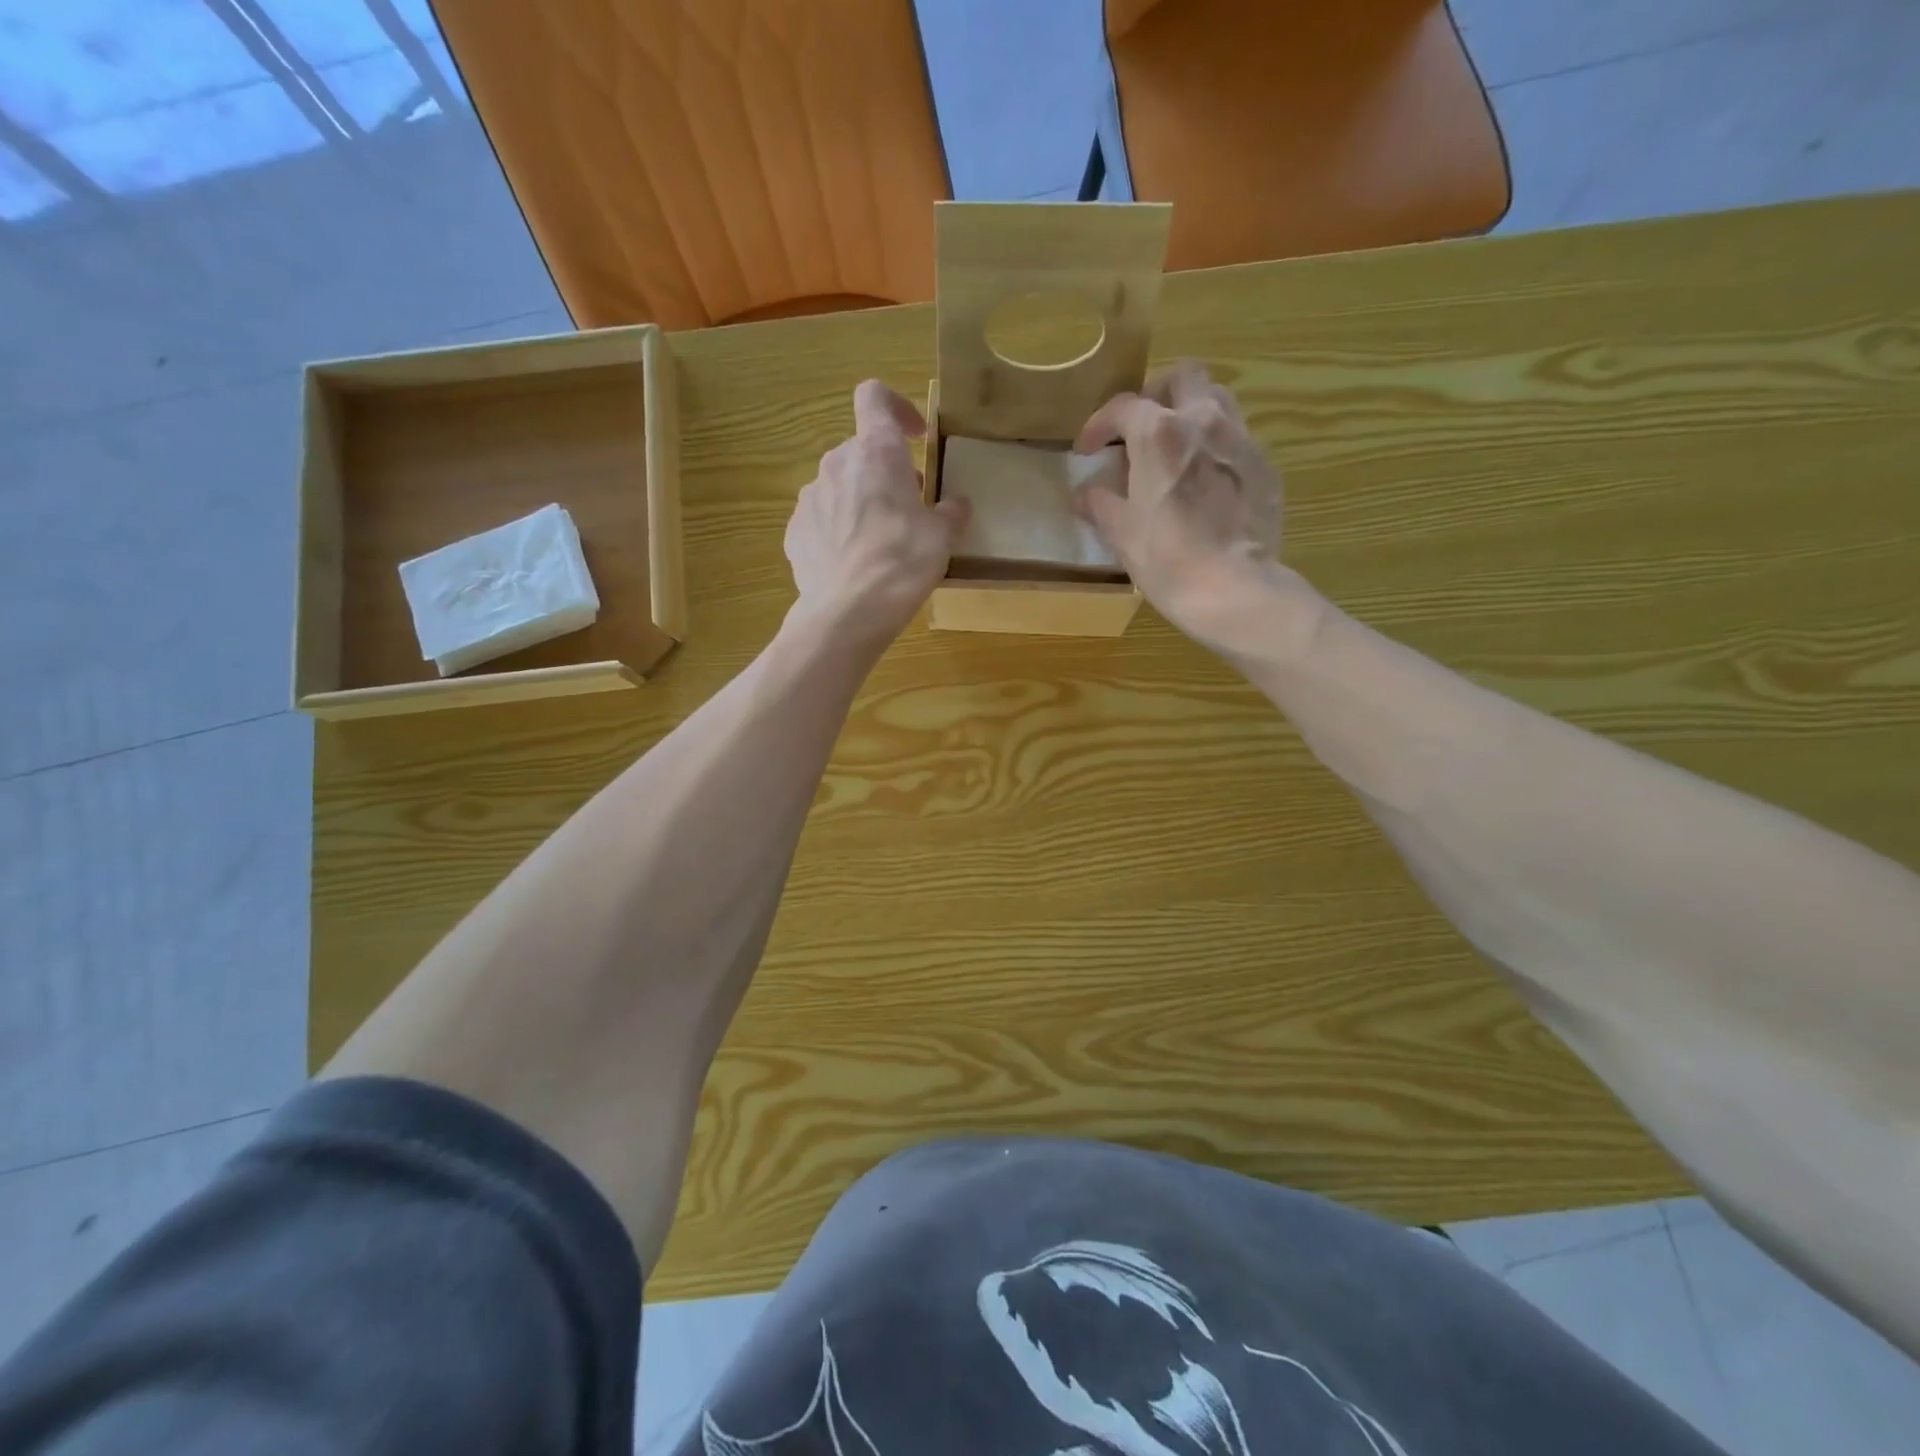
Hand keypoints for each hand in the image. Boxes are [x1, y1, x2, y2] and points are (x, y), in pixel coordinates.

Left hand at [785, 381, 969, 648]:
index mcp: (876, 451)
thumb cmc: (902, 562)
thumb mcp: (942, 537)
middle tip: (908, 507)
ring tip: (879, 541)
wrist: (848, 612)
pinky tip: (853, 563)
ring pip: (839, 486)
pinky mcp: (795, 531)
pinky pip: (821, 520)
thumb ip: (951, 513)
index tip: (915, 436)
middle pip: (861, 450)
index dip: (896, 407)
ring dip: (860, 501)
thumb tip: (956, 505)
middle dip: (885, 472)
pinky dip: (837, 530)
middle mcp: (836, 463)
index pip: (875, 397)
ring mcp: (809, 497)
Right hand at [1074, 361, 1291, 657]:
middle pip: (1182, 376)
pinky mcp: (1265, 466)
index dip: (1098, 425)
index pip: (1122, 407)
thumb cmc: (1168, 560)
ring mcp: (1241, 440)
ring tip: (1175, 448)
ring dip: (1191, 413)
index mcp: (1159, 434)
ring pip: (1217, 398)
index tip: (1087, 450)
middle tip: (1139, 430)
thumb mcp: (1121, 534)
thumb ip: (1100, 504)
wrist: (1235, 589)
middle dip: (1156, 395)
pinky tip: (1205, 481)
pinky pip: (1236, 438)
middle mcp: (1204, 420)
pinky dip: (1215, 447)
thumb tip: (1085, 495)